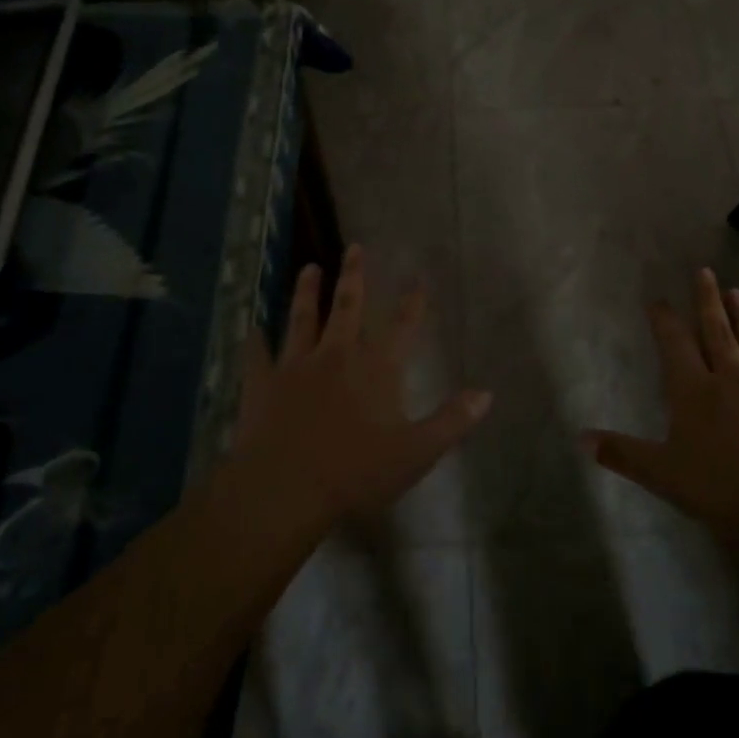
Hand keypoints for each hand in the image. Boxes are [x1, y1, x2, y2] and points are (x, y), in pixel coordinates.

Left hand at [223, 246, 491, 539]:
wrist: (284, 490)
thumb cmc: (355, 473)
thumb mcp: (416, 453)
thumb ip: (452, 421)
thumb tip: (486, 393)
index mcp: (376, 370)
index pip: (402, 326)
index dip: (412, 301)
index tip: (417, 276)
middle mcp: (337, 356)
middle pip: (348, 308)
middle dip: (353, 276)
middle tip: (353, 247)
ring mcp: (296, 367)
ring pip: (302, 320)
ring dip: (306, 293)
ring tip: (309, 268)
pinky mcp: (262, 384)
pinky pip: (258, 355)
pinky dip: (255, 340)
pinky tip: (251, 326)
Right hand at [583, 269, 738, 547]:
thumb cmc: (721, 489)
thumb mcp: (662, 474)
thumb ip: (623, 453)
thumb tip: (581, 438)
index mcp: (694, 392)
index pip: (675, 345)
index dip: (665, 320)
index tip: (658, 299)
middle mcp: (732, 381)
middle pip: (718, 333)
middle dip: (708, 302)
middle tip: (705, 272)